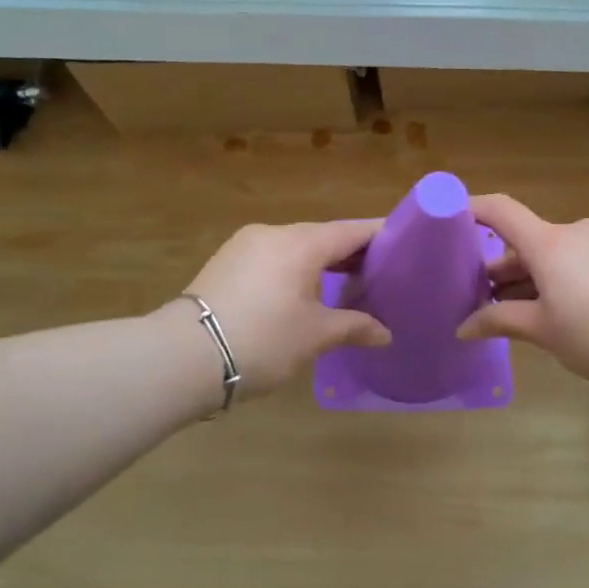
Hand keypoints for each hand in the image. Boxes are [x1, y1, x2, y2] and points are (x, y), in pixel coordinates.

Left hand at [182, 220, 390, 398]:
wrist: (182, 357)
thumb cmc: (262, 339)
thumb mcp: (315, 335)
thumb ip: (354, 327)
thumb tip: (385, 333)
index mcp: (301, 242)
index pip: (352, 231)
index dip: (381, 236)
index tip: (406, 243)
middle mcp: (273, 233)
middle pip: (324, 237)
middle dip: (353, 254)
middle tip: (382, 273)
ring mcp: (245, 246)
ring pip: (296, 248)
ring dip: (322, 264)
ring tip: (347, 286)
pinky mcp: (226, 263)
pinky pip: (273, 259)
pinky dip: (295, 270)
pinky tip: (305, 294)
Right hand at [457, 195, 588, 386]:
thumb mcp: (542, 330)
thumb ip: (499, 321)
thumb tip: (462, 327)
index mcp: (549, 242)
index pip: (501, 210)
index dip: (472, 208)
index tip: (447, 219)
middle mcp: (573, 232)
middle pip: (525, 240)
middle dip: (500, 267)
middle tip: (478, 299)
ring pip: (550, 253)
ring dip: (528, 277)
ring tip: (511, 312)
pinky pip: (574, 260)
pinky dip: (554, 277)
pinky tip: (550, 310)